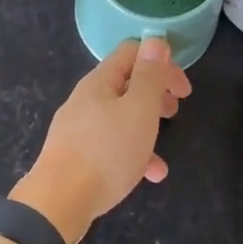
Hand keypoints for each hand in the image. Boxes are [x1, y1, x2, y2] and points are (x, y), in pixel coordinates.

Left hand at [14, 37, 191, 243]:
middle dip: (155, 94)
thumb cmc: (106, 152)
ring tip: (163, 144)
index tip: (183, 89)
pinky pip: (111, 146)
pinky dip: (133, 154)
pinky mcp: (77, 156)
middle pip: (126, 84)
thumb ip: (149, 76)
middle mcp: (86, 100)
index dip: (162, 62)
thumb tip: (155, 40)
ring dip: (146, 125)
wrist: (59, 202)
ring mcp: (79, 129)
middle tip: (175, 110)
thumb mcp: (138, 110)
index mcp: (100, 82)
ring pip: (120, 117)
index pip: (132, 52)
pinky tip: (150, 175)